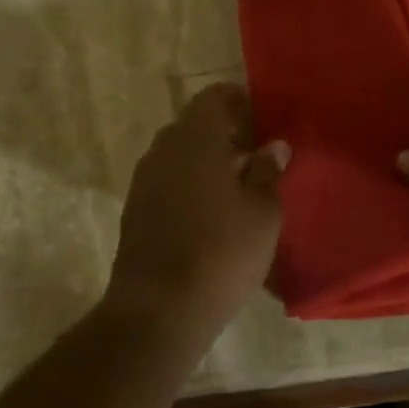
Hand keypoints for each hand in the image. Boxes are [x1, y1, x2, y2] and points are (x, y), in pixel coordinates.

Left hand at [105, 83, 288, 334]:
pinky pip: (167, 180)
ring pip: (180, 154)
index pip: (214, 97)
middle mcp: (164, 150)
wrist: (159, 310)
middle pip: (195, 125)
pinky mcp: (135, 210)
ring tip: (238, 186)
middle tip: (257, 154)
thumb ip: (268, 171)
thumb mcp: (263, 212)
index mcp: (196, 139)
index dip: (239, 100)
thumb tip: (273, 145)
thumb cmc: (223, 252)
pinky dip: (190, 183)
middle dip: (225, 133)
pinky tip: (212, 212)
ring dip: (207, 160)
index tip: (263, 118)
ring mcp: (144, 180)